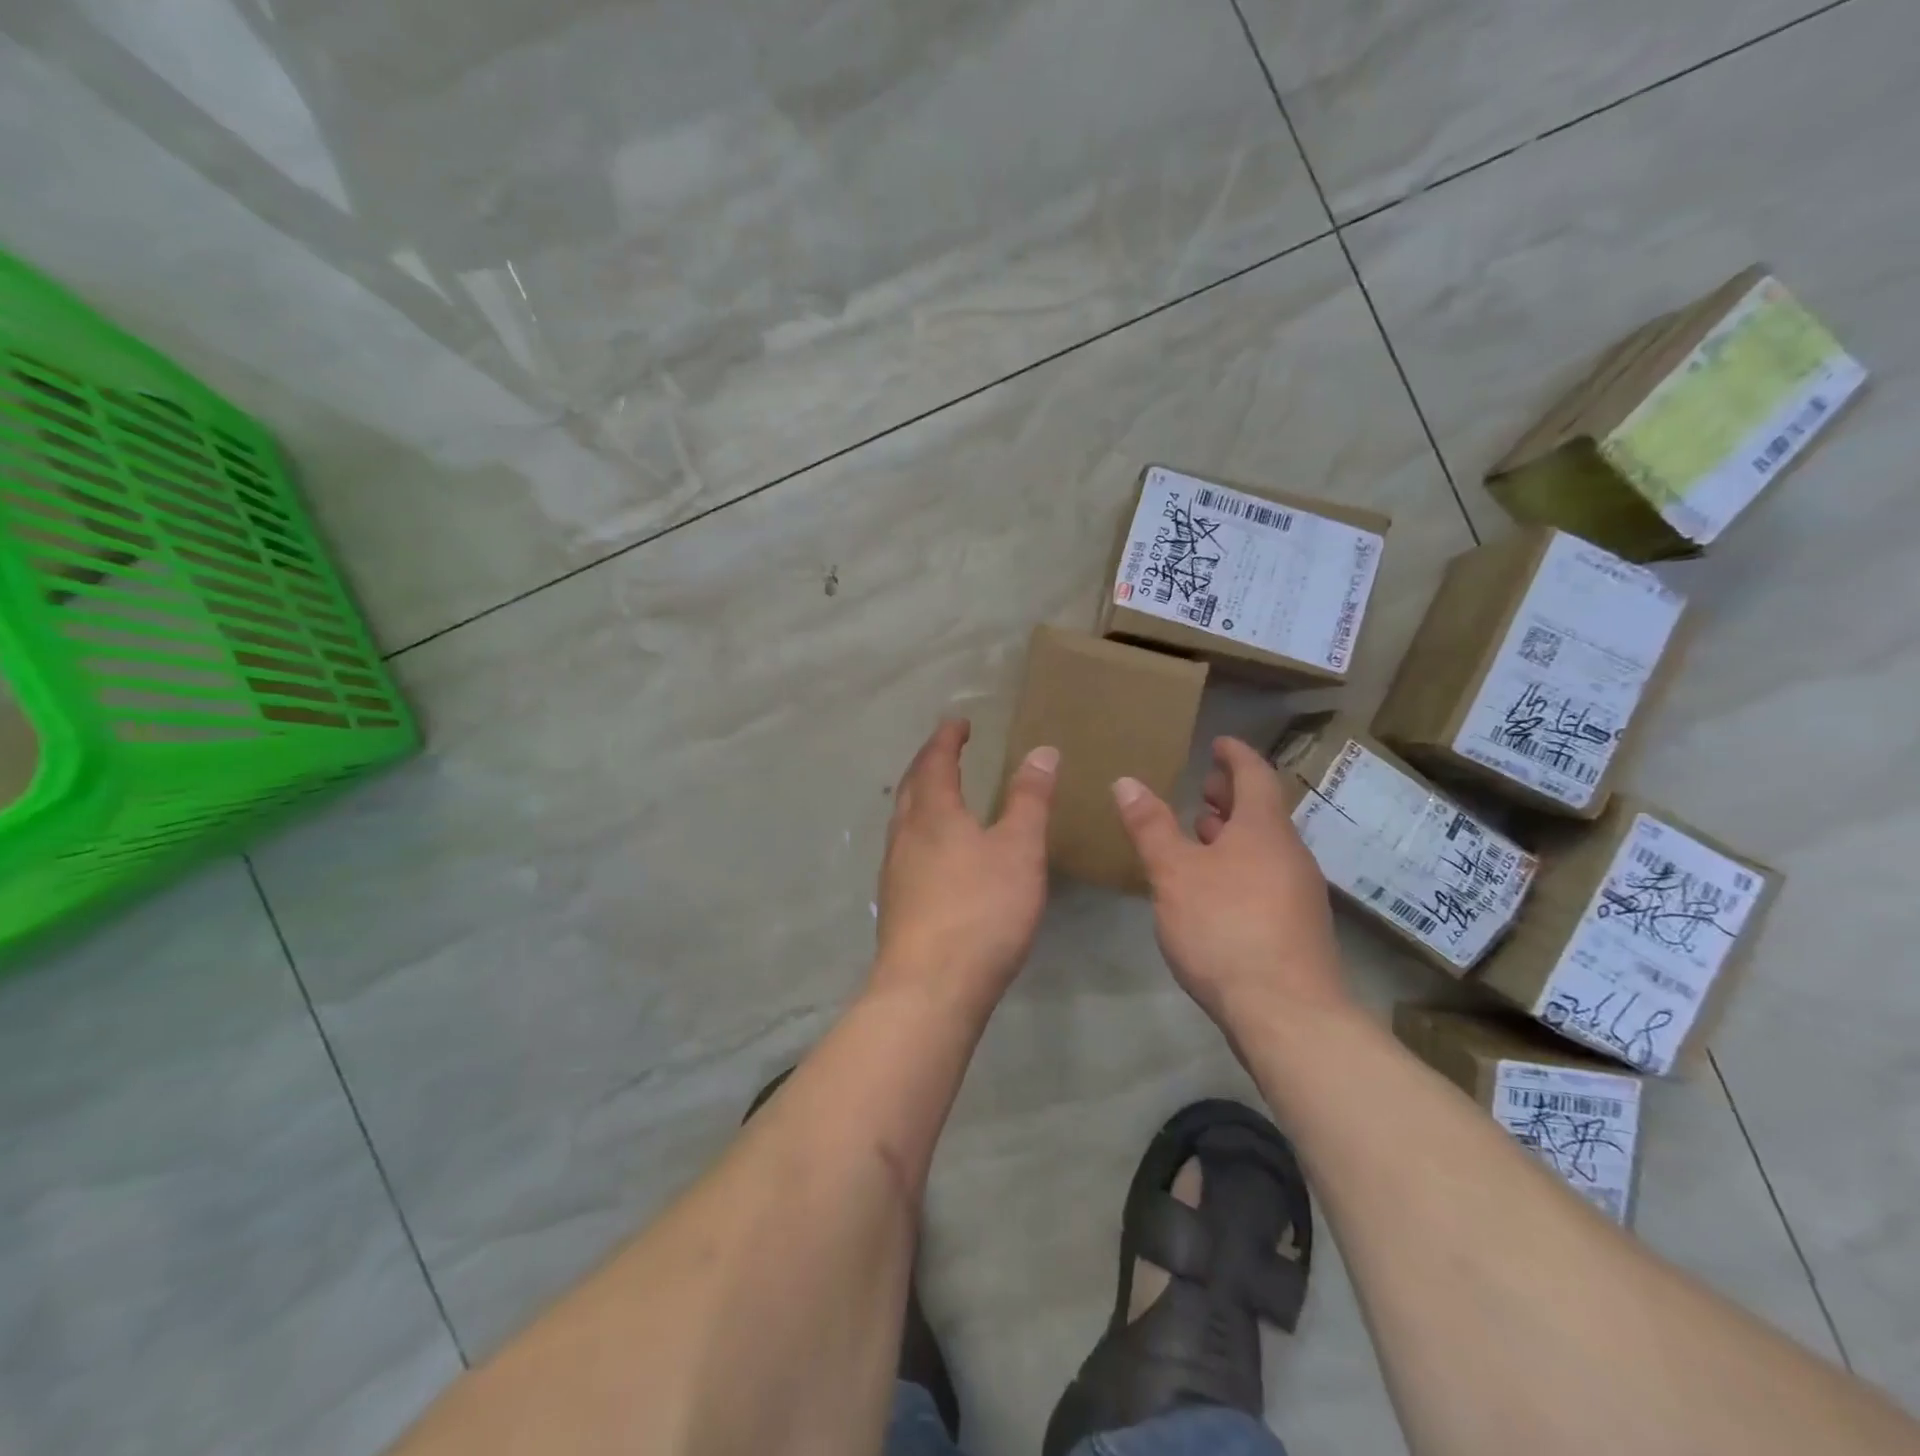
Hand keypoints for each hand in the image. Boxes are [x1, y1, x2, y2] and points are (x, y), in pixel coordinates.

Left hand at [871, 719, 1056, 1019]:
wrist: (930, 987)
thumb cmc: (981, 910)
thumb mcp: (1019, 850)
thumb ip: (1029, 799)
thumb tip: (1041, 751)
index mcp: (933, 813)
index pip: (936, 760)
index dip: (948, 738)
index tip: (960, 722)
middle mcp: (905, 834)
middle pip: (911, 786)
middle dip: (929, 762)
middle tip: (947, 749)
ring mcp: (894, 870)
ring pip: (903, 818)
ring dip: (920, 796)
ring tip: (940, 793)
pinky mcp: (895, 903)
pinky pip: (904, 848)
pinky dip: (919, 830)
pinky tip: (934, 852)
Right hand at [1112, 736, 1348, 1028]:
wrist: (1287, 1013)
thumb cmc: (1225, 927)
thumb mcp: (1174, 873)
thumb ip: (1150, 826)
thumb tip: (1126, 781)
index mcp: (1264, 829)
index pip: (1255, 774)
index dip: (1235, 755)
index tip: (1219, 742)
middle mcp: (1289, 853)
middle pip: (1263, 811)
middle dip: (1232, 795)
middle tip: (1203, 787)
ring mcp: (1299, 892)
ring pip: (1265, 846)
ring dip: (1234, 833)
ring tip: (1201, 834)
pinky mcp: (1297, 927)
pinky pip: (1267, 876)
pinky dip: (1240, 864)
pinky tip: (1214, 888)